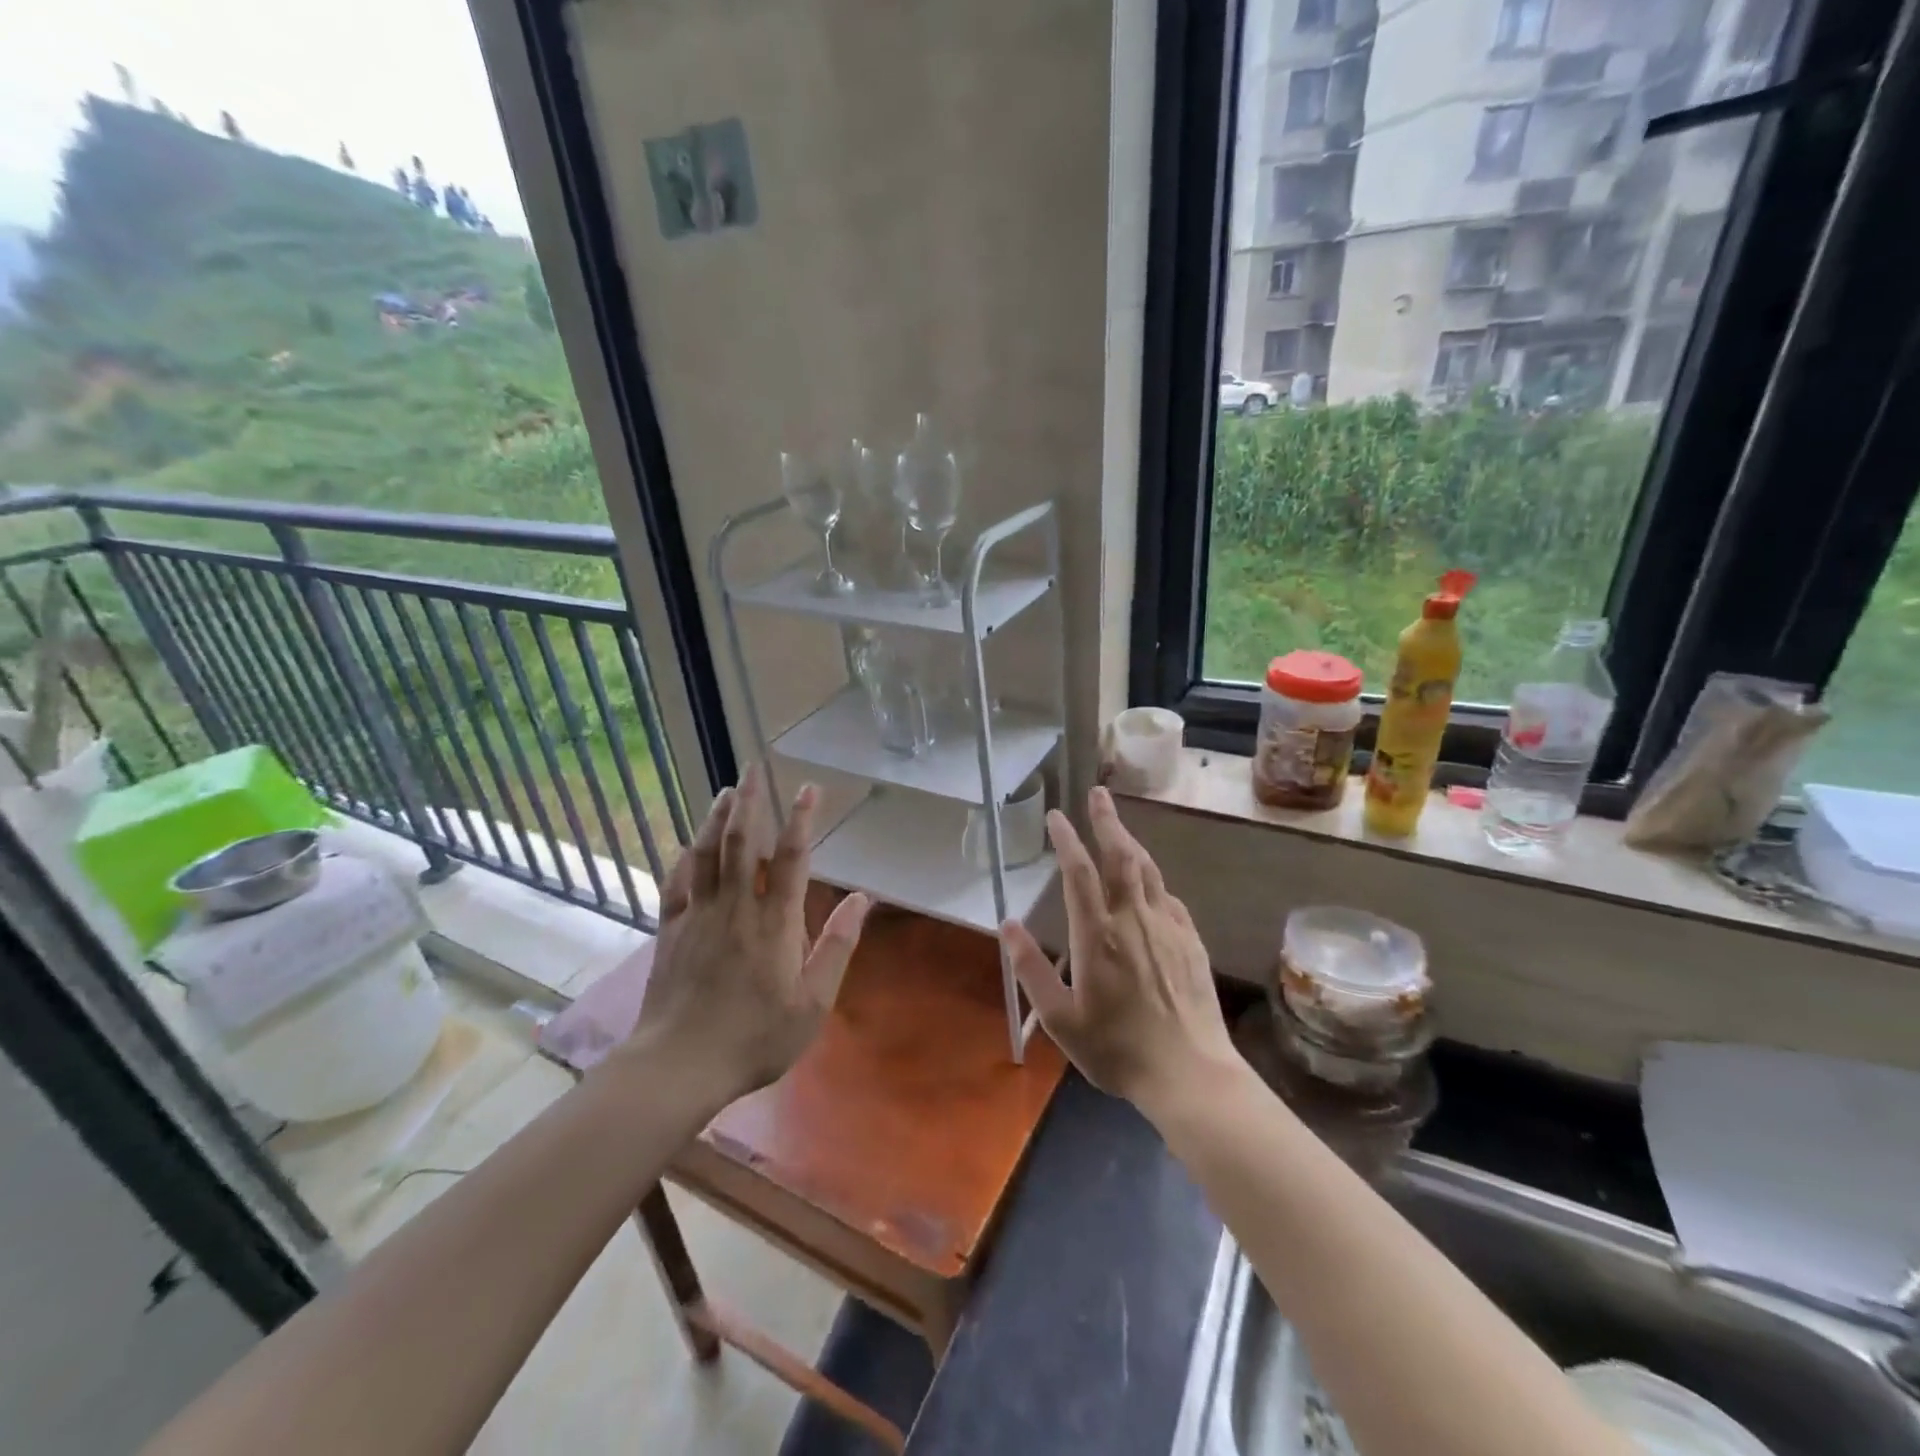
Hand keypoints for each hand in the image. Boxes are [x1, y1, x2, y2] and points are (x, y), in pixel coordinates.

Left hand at [628, 765, 870, 1105]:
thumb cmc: (755, 1037)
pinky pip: (677, 883)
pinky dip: (684, 858)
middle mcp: (735, 907)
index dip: (800, 819)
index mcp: (773, 922)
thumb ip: (836, 946)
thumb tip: (862, 899)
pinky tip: (688, 845)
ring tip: (726, 791)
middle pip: (741, 842)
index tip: (807, 788)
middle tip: (754, 768)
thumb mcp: (812, 1003)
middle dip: (750, 801)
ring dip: (717, 818)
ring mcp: (697, 916)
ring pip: (707, 854)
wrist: (679, 1065)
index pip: (789, 857)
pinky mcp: (670, 931)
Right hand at [1001, 787, 1238, 1116]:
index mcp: (1097, 934)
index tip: (1056, 816)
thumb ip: (1031, 968)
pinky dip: (1154, 880)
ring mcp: (1167, 927)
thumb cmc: (1116, 1049)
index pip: (1078, 871)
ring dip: (1131, 842)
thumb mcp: (1059, 1018)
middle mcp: (1133, 919)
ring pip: (1148, 870)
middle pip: (1120, 856)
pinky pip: (1169, 898)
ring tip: (1119, 827)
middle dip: (1107, 821)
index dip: (1066, 839)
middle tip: (1098, 794)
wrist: (1189, 1073)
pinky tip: (1151, 885)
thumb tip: (1007, 924)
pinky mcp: (1191, 941)